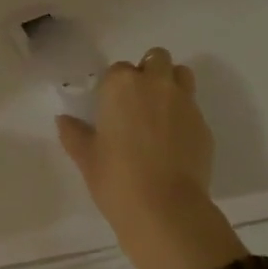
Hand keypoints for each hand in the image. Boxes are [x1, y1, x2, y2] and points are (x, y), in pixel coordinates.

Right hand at [57, 47, 244, 268]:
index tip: (112, 108)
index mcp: (122, 85)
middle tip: (138, 103)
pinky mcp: (204, 125)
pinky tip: (175, 143)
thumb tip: (63, 120)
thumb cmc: (117, 178)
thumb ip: (74, 133)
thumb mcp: (86, 157)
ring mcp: (184, 103)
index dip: (115, 87)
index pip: (118, 70)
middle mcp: (156, 84)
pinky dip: (184, 116)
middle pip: (157, 58)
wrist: (165, 209)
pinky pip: (193, 108)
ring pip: (181, 75)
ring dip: (171, 85)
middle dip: (149, 72)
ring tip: (160, 114)